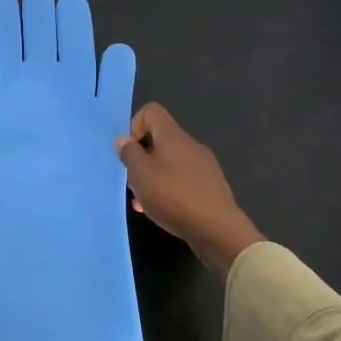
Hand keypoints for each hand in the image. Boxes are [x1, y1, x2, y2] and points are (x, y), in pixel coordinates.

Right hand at [115, 104, 263, 273]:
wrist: (217, 229)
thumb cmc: (174, 197)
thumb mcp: (141, 174)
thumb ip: (129, 154)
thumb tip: (123, 139)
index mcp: (173, 136)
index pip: (152, 111)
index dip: (134, 126)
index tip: (129, 153)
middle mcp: (190, 145)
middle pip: (159, 140)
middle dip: (141, 159)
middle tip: (132, 182)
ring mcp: (203, 166)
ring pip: (169, 163)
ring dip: (152, 178)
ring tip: (143, 202)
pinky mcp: (209, 186)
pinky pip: (182, 180)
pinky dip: (168, 190)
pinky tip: (162, 211)